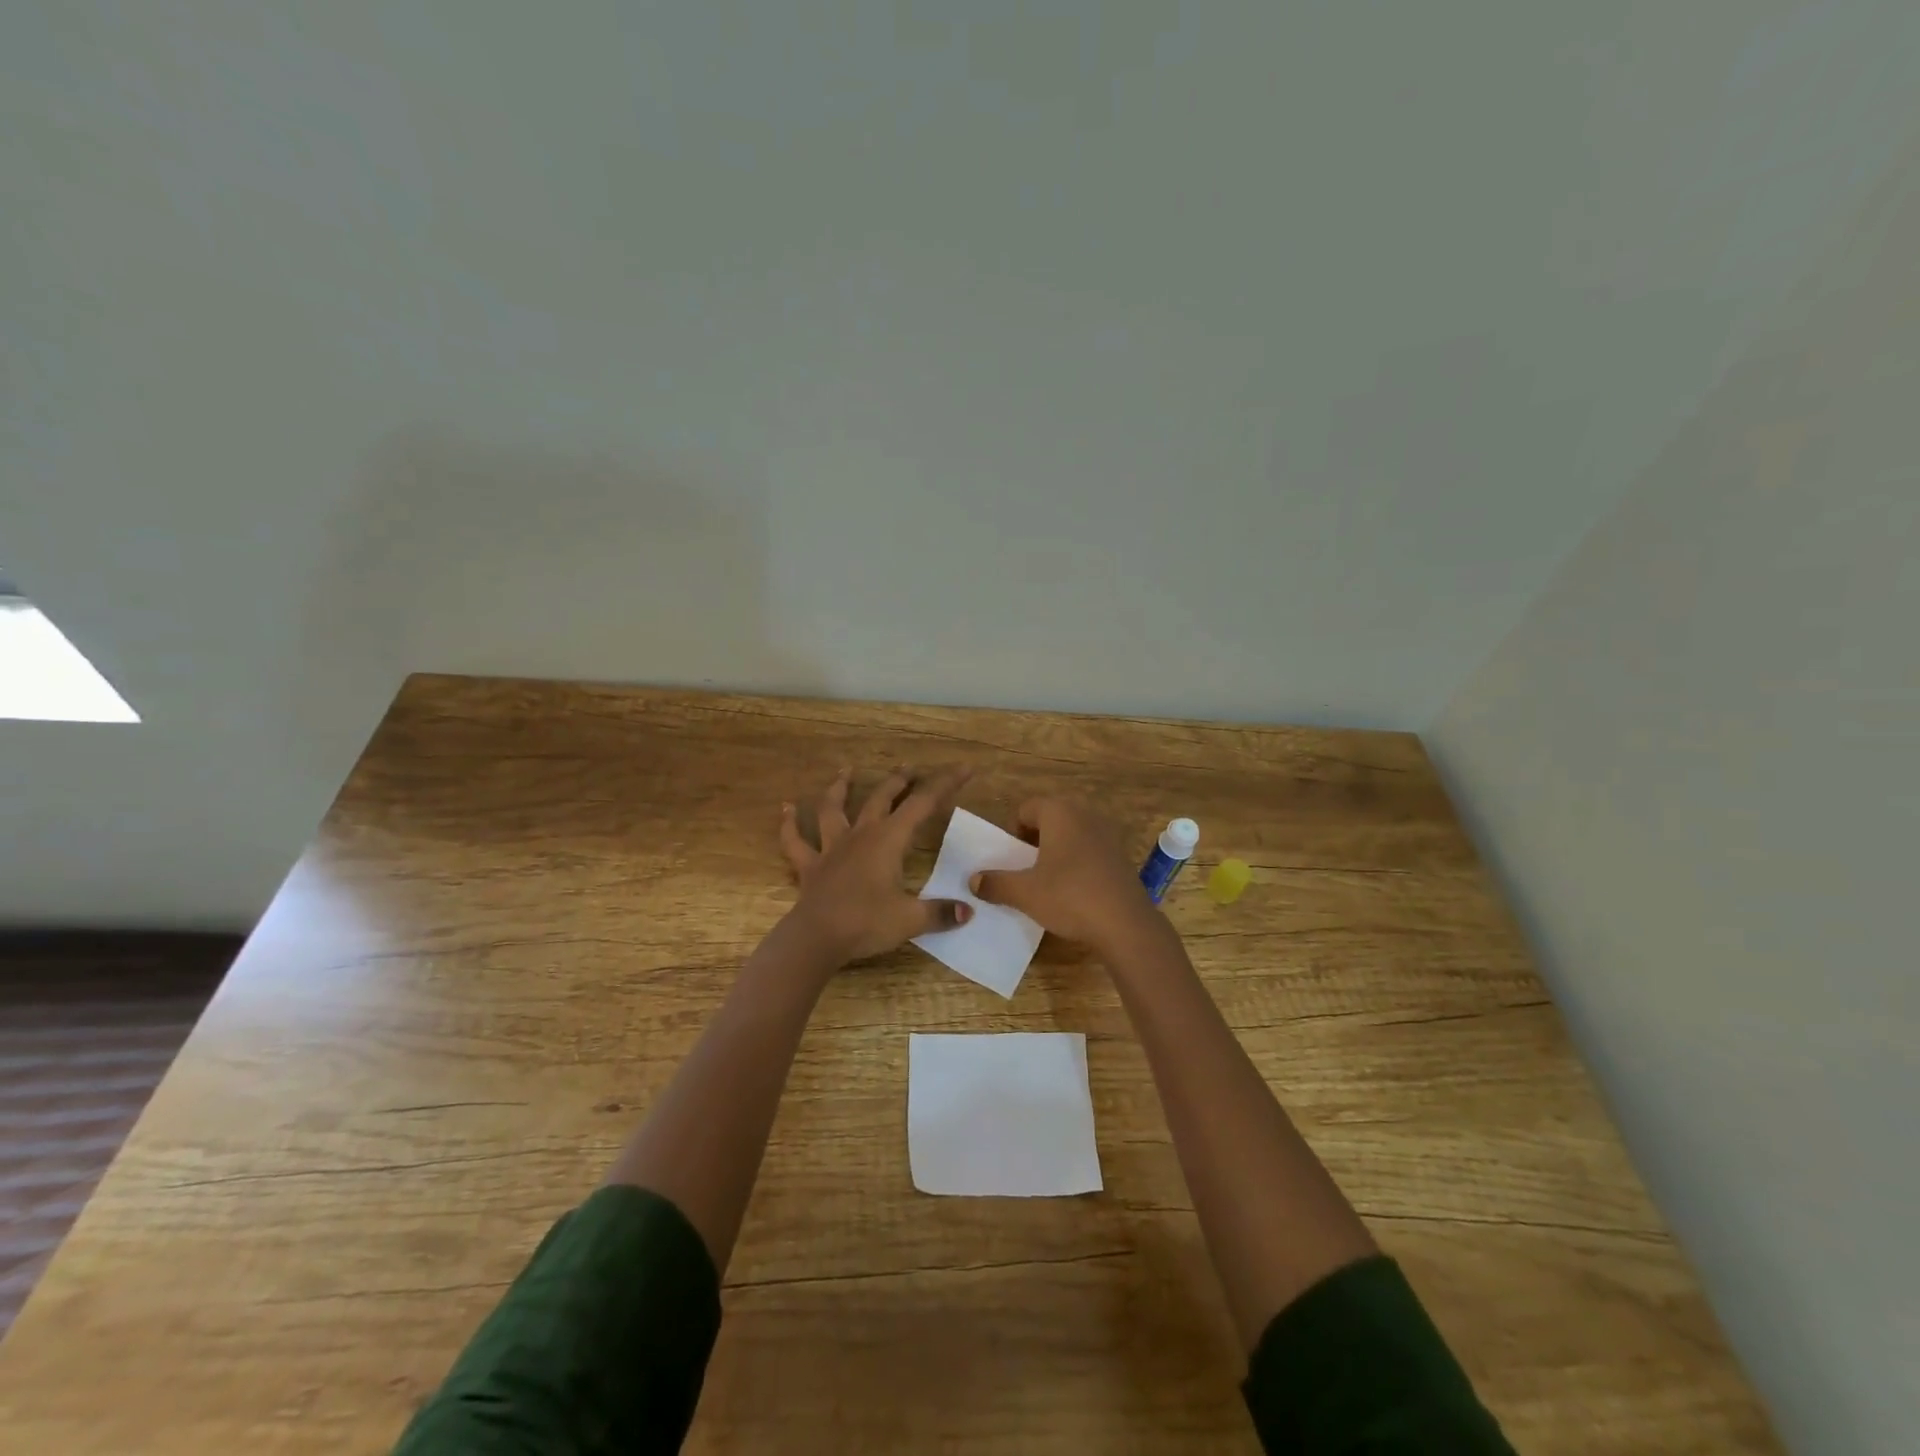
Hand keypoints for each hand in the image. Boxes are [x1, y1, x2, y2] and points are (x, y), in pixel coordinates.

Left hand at [780, 766, 973, 962]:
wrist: (816, 938)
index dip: (945, 784)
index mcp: (888, 840)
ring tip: (845, 771)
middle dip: (898, 781)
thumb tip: (967, 911)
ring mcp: (831, 848)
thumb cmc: (867, 923)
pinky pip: (795, 841)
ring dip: (839, 788)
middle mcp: (860, 835)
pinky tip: (786, 808)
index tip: (965, 768)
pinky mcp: (809, 866)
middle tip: (909, 767)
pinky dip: (789, 824)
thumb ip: (939, 913)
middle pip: (881, 798)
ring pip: (833, 809)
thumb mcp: (911, 920)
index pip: (923, 804)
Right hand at [970, 799, 1161, 953]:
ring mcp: (1107, 834)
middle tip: (1025, 870)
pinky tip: (1074, 891)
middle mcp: (1085, 814)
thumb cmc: (1069, 897)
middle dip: (1034, 841)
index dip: (1012, 832)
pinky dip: (1077, 863)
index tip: (1010, 859)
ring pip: (1071, 834)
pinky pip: (1089, 849)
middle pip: (1049, 819)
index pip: (1026, 809)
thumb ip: (996, 883)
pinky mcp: (1121, 855)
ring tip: (1047, 881)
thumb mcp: (1025, 893)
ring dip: (1056, 852)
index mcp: (1059, 812)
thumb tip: (974, 881)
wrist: (1125, 924)